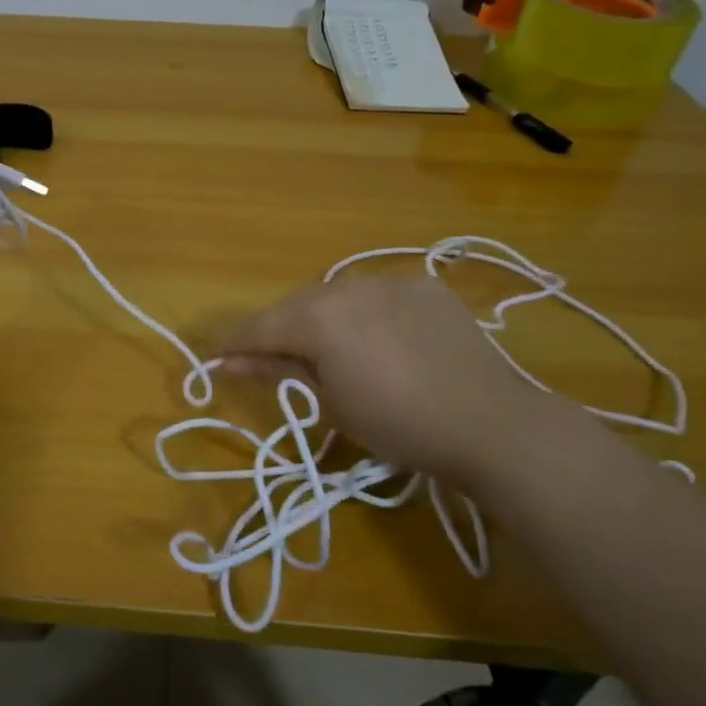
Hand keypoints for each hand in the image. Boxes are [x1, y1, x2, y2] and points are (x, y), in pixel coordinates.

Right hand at [219, 274, 580, 492]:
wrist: (490, 423)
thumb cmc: (397, 425)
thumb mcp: (329, 403)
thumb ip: (279, 370)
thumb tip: (232, 361)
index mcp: (317, 316)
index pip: (260, 327)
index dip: (234, 344)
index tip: (215, 357)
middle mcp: (347, 285)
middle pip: (295, 306)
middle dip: (278, 330)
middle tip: (268, 358)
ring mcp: (389, 280)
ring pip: (335, 295)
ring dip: (320, 318)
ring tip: (324, 347)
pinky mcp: (424, 285)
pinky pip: (376, 294)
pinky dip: (363, 313)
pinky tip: (375, 338)